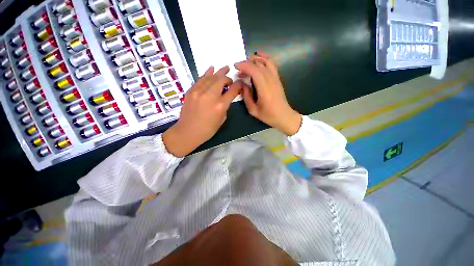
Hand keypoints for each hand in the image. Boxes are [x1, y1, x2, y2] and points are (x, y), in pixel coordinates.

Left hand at [163, 66, 242, 156]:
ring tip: (225, 68)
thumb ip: (225, 106)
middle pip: (221, 80)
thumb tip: (226, 96)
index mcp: (220, 106)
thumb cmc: (207, 129)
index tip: (240, 83)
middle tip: (230, 79)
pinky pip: (200, 79)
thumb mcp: (221, 119)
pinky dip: (207, 73)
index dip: (238, 85)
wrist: (188, 132)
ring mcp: (199, 92)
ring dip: (219, 72)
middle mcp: (210, 96)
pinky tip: (212, 68)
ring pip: (211, 77)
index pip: (232, 90)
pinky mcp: (191, 91)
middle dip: (228, 78)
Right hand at [235, 51, 301, 135]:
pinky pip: (272, 65)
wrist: (284, 116)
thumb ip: (246, 96)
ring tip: (247, 61)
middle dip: (247, 63)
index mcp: (264, 89)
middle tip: (239, 68)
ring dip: (256, 59)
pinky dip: (265, 58)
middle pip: (259, 65)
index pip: (255, 71)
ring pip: (266, 62)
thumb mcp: (253, 110)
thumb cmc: (268, 115)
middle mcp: (271, 81)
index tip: (236, 66)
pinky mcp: (278, 79)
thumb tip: (242, 84)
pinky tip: (259, 57)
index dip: (245, 66)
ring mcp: (276, 79)